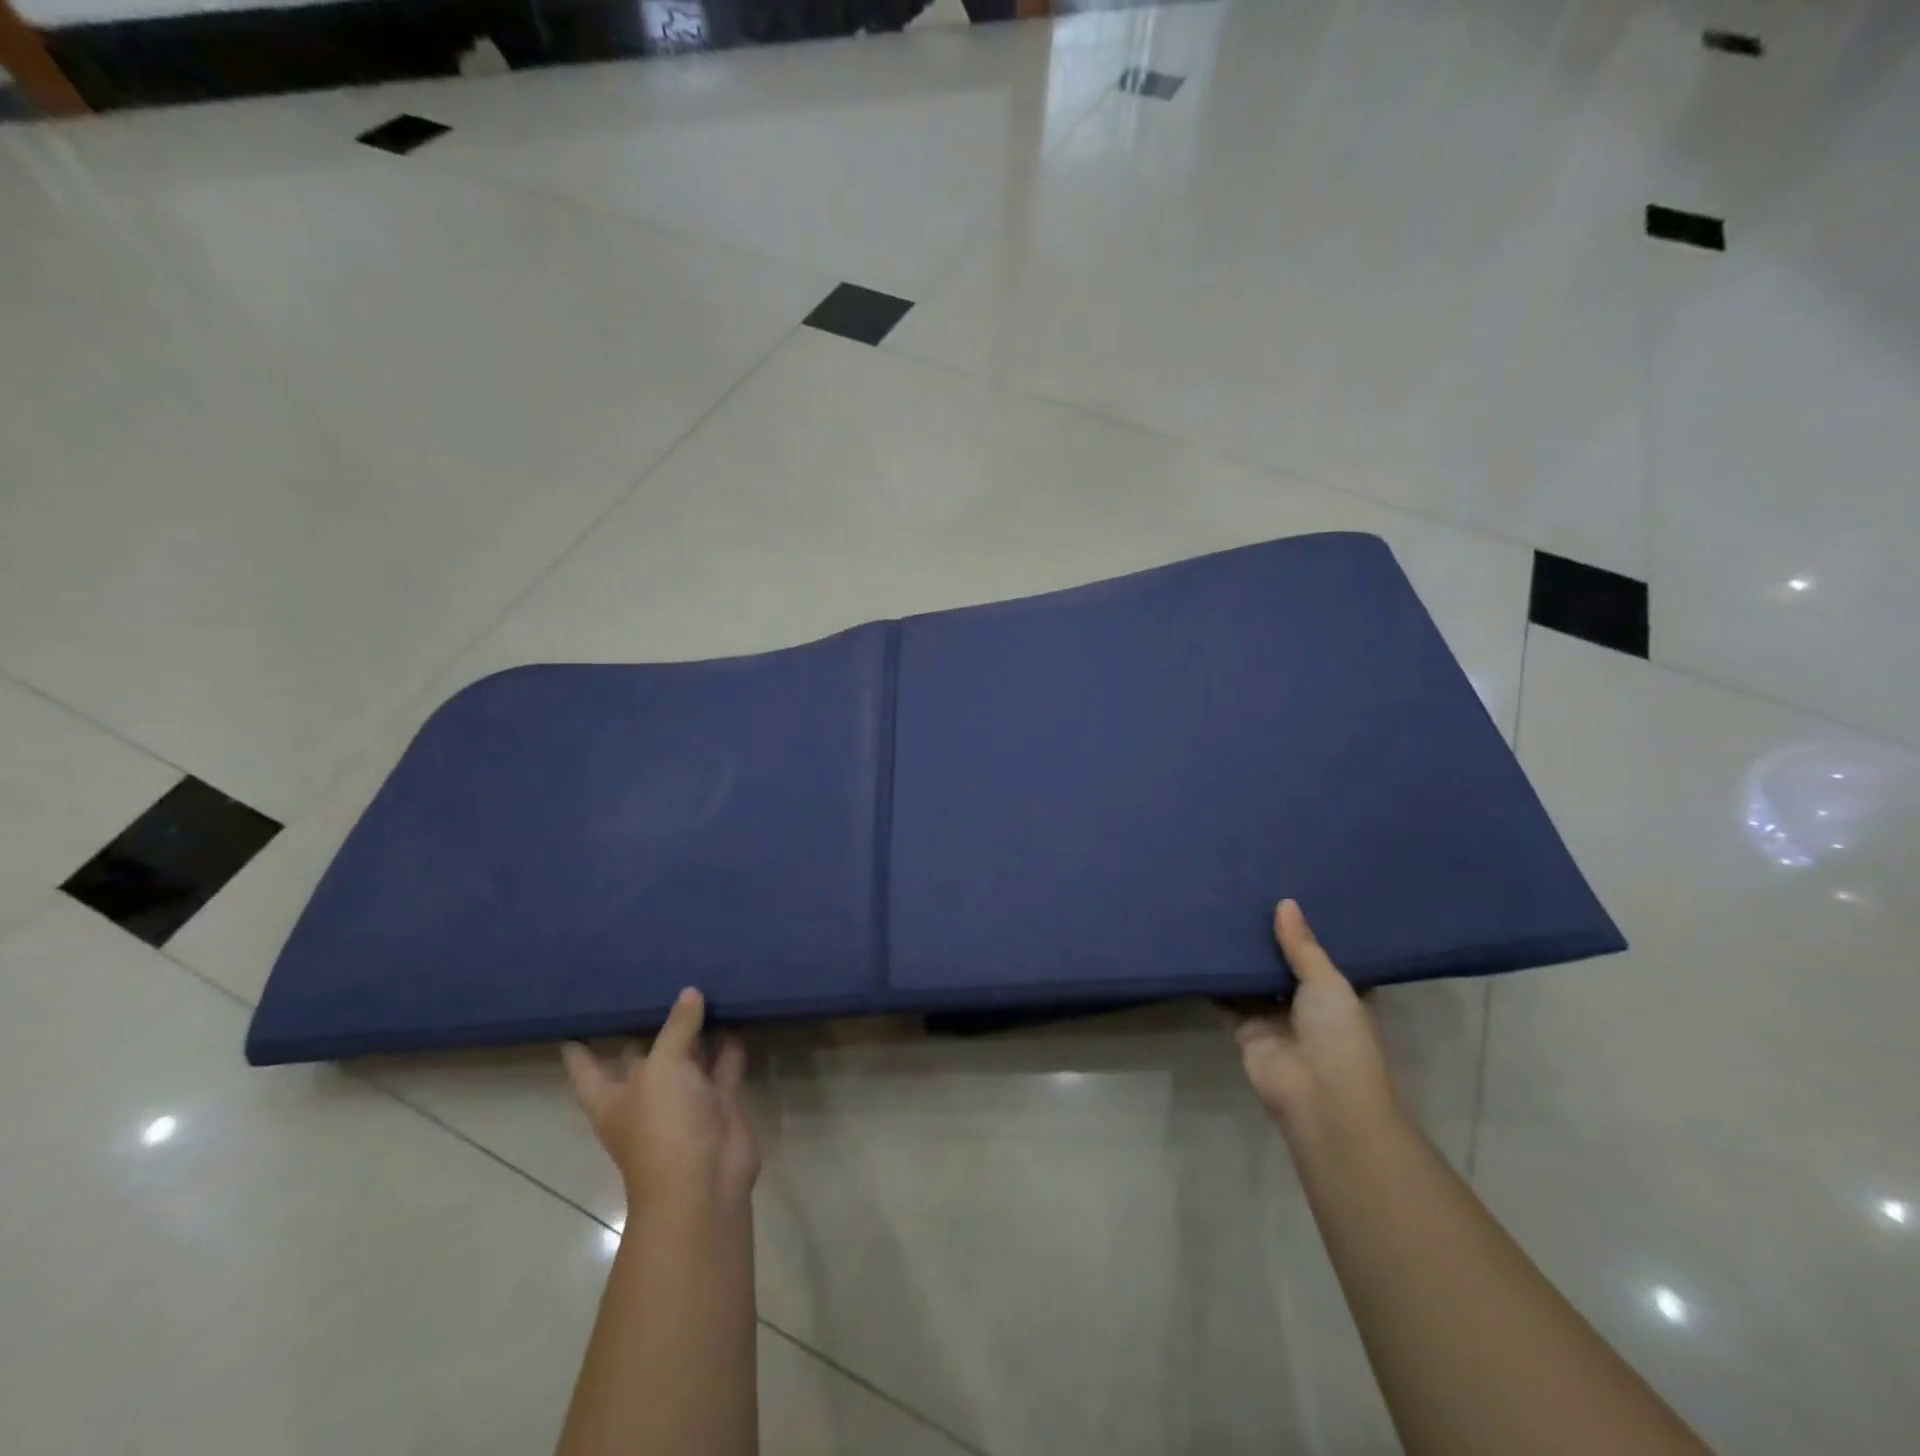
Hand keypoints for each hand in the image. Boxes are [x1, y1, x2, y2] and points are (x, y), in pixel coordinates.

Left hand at [563, 988, 760, 1217]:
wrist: (705, 1182)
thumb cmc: (663, 1126)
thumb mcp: (662, 1067)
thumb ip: (677, 1028)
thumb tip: (690, 993)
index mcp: (611, 1097)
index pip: (586, 1067)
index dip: (580, 1045)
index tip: (577, 1017)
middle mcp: (644, 1097)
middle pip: (642, 1055)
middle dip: (649, 1026)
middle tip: (657, 982)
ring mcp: (683, 1101)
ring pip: (687, 1057)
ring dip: (695, 1030)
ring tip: (702, 986)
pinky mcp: (717, 1103)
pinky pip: (722, 1065)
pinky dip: (728, 1044)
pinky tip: (735, 1013)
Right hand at [1235, 900, 1399, 1142]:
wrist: (1320, 1097)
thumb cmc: (1339, 1035)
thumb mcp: (1328, 982)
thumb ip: (1302, 945)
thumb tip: (1284, 903)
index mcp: (1336, 992)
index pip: (1318, 955)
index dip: (1302, 930)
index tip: (1283, 894)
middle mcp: (1306, 1003)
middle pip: (1280, 965)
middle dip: (1264, 939)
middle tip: (1241, 896)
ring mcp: (1274, 1018)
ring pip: (1252, 981)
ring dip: (1238, 959)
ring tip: (1215, 914)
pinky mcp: (1245, 1031)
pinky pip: (1226, 1002)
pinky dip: (1214, 983)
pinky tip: (1197, 952)